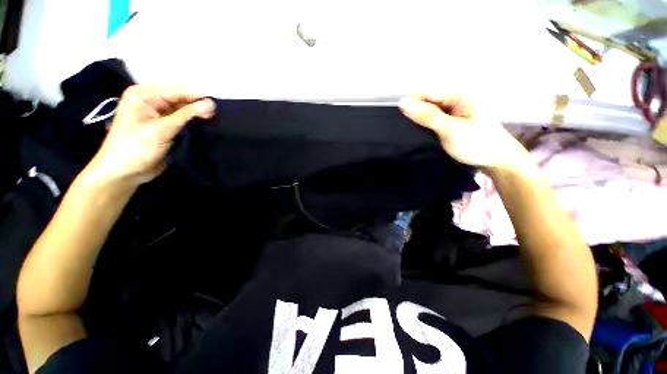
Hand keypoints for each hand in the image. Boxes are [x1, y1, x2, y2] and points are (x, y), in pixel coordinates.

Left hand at [85, 85, 215, 187]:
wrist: (124, 173)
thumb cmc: (135, 148)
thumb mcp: (161, 129)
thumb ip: (186, 115)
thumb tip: (212, 104)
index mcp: (144, 95)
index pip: (178, 90)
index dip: (199, 96)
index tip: (219, 104)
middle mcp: (152, 101)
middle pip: (183, 99)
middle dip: (200, 106)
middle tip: (219, 115)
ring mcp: (159, 114)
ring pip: (185, 110)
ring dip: (199, 116)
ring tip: (216, 121)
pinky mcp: (167, 127)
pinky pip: (184, 121)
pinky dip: (195, 123)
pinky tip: (207, 126)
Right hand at [398, 93, 525, 168]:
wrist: (495, 160)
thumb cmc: (477, 143)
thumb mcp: (450, 129)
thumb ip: (427, 116)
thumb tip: (403, 103)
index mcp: (460, 92)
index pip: (427, 93)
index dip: (411, 105)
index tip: (396, 119)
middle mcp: (456, 96)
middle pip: (427, 101)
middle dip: (415, 114)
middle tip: (405, 130)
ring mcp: (454, 107)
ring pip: (428, 110)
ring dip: (419, 121)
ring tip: (411, 133)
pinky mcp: (451, 118)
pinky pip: (433, 118)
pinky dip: (425, 125)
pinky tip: (420, 133)